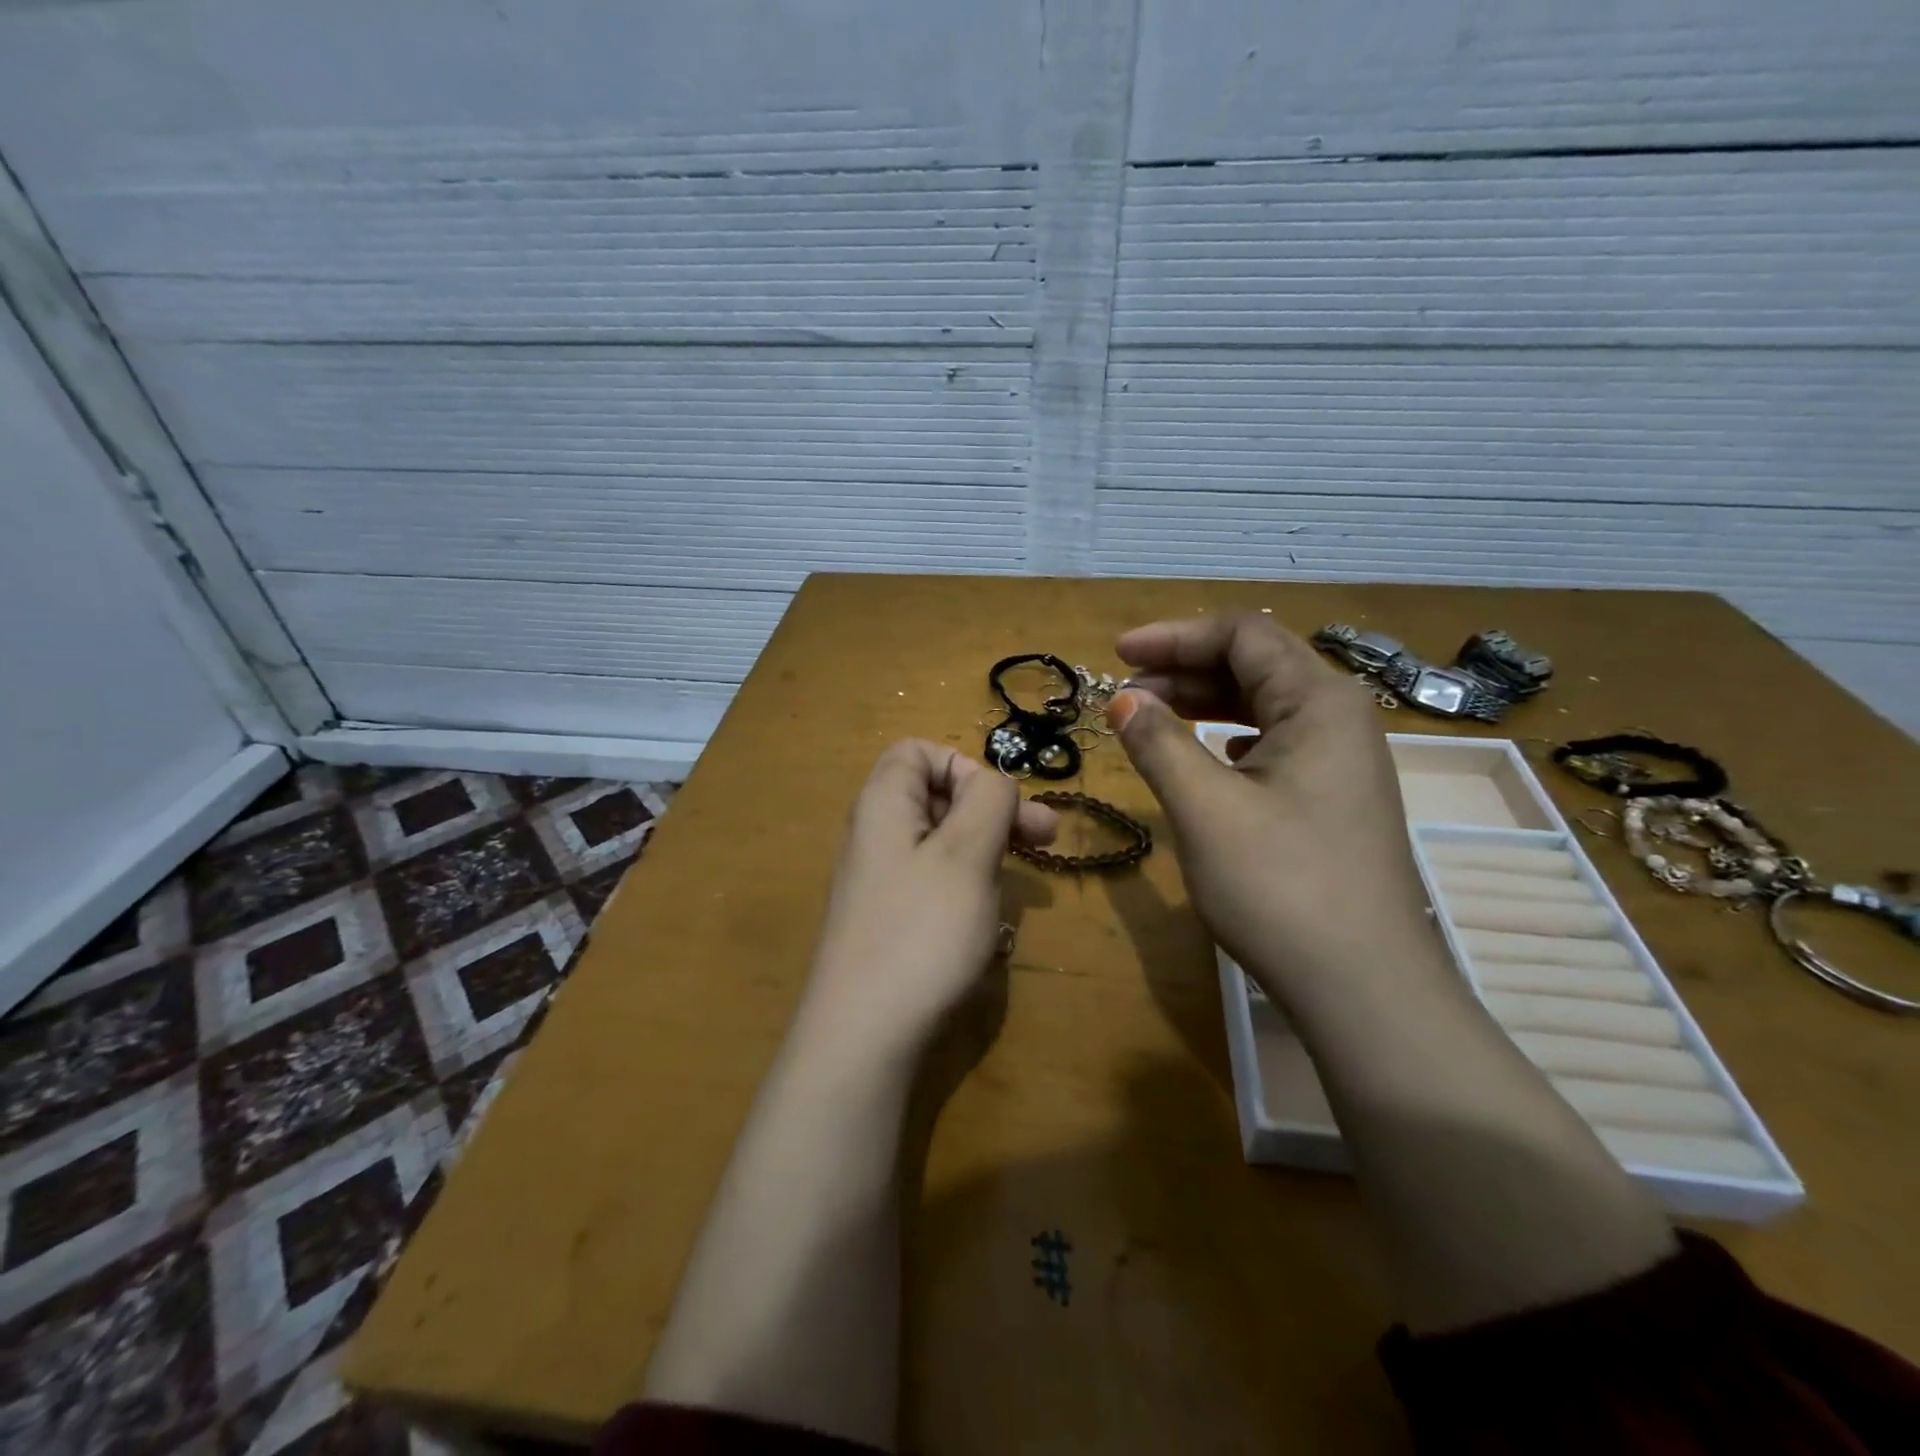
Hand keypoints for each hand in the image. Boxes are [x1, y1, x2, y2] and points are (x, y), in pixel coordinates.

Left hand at [799, 740, 1057, 1061]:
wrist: (863, 1036)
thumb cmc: (921, 932)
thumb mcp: (967, 854)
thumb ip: (988, 801)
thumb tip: (995, 782)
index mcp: (883, 804)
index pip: (918, 751)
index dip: (964, 765)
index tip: (999, 804)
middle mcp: (874, 834)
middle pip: (935, 796)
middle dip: (993, 810)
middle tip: (1047, 838)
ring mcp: (878, 881)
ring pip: (941, 843)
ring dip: (987, 850)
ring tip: (1022, 880)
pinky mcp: (888, 921)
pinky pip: (933, 883)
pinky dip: (967, 887)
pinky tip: (989, 918)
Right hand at [1110, 614, 1440, 995]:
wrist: (1364, 988)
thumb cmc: (1281, 886)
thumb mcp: (1205, 808)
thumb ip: (1159, 742)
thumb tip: (1123, 700)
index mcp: (1318, 702)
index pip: (1242, 635)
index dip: (1174, 636)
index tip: (1117, 654)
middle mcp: (1339, 718)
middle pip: (1255, 664)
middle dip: (1184, 669)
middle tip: (1124, 694)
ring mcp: (1343, 761)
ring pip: (1265, 705)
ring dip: (1203, 703)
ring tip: (1150, 720)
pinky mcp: (1334, 798)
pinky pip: (1275, 742)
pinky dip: (1229, 737)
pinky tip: (1207, 756)